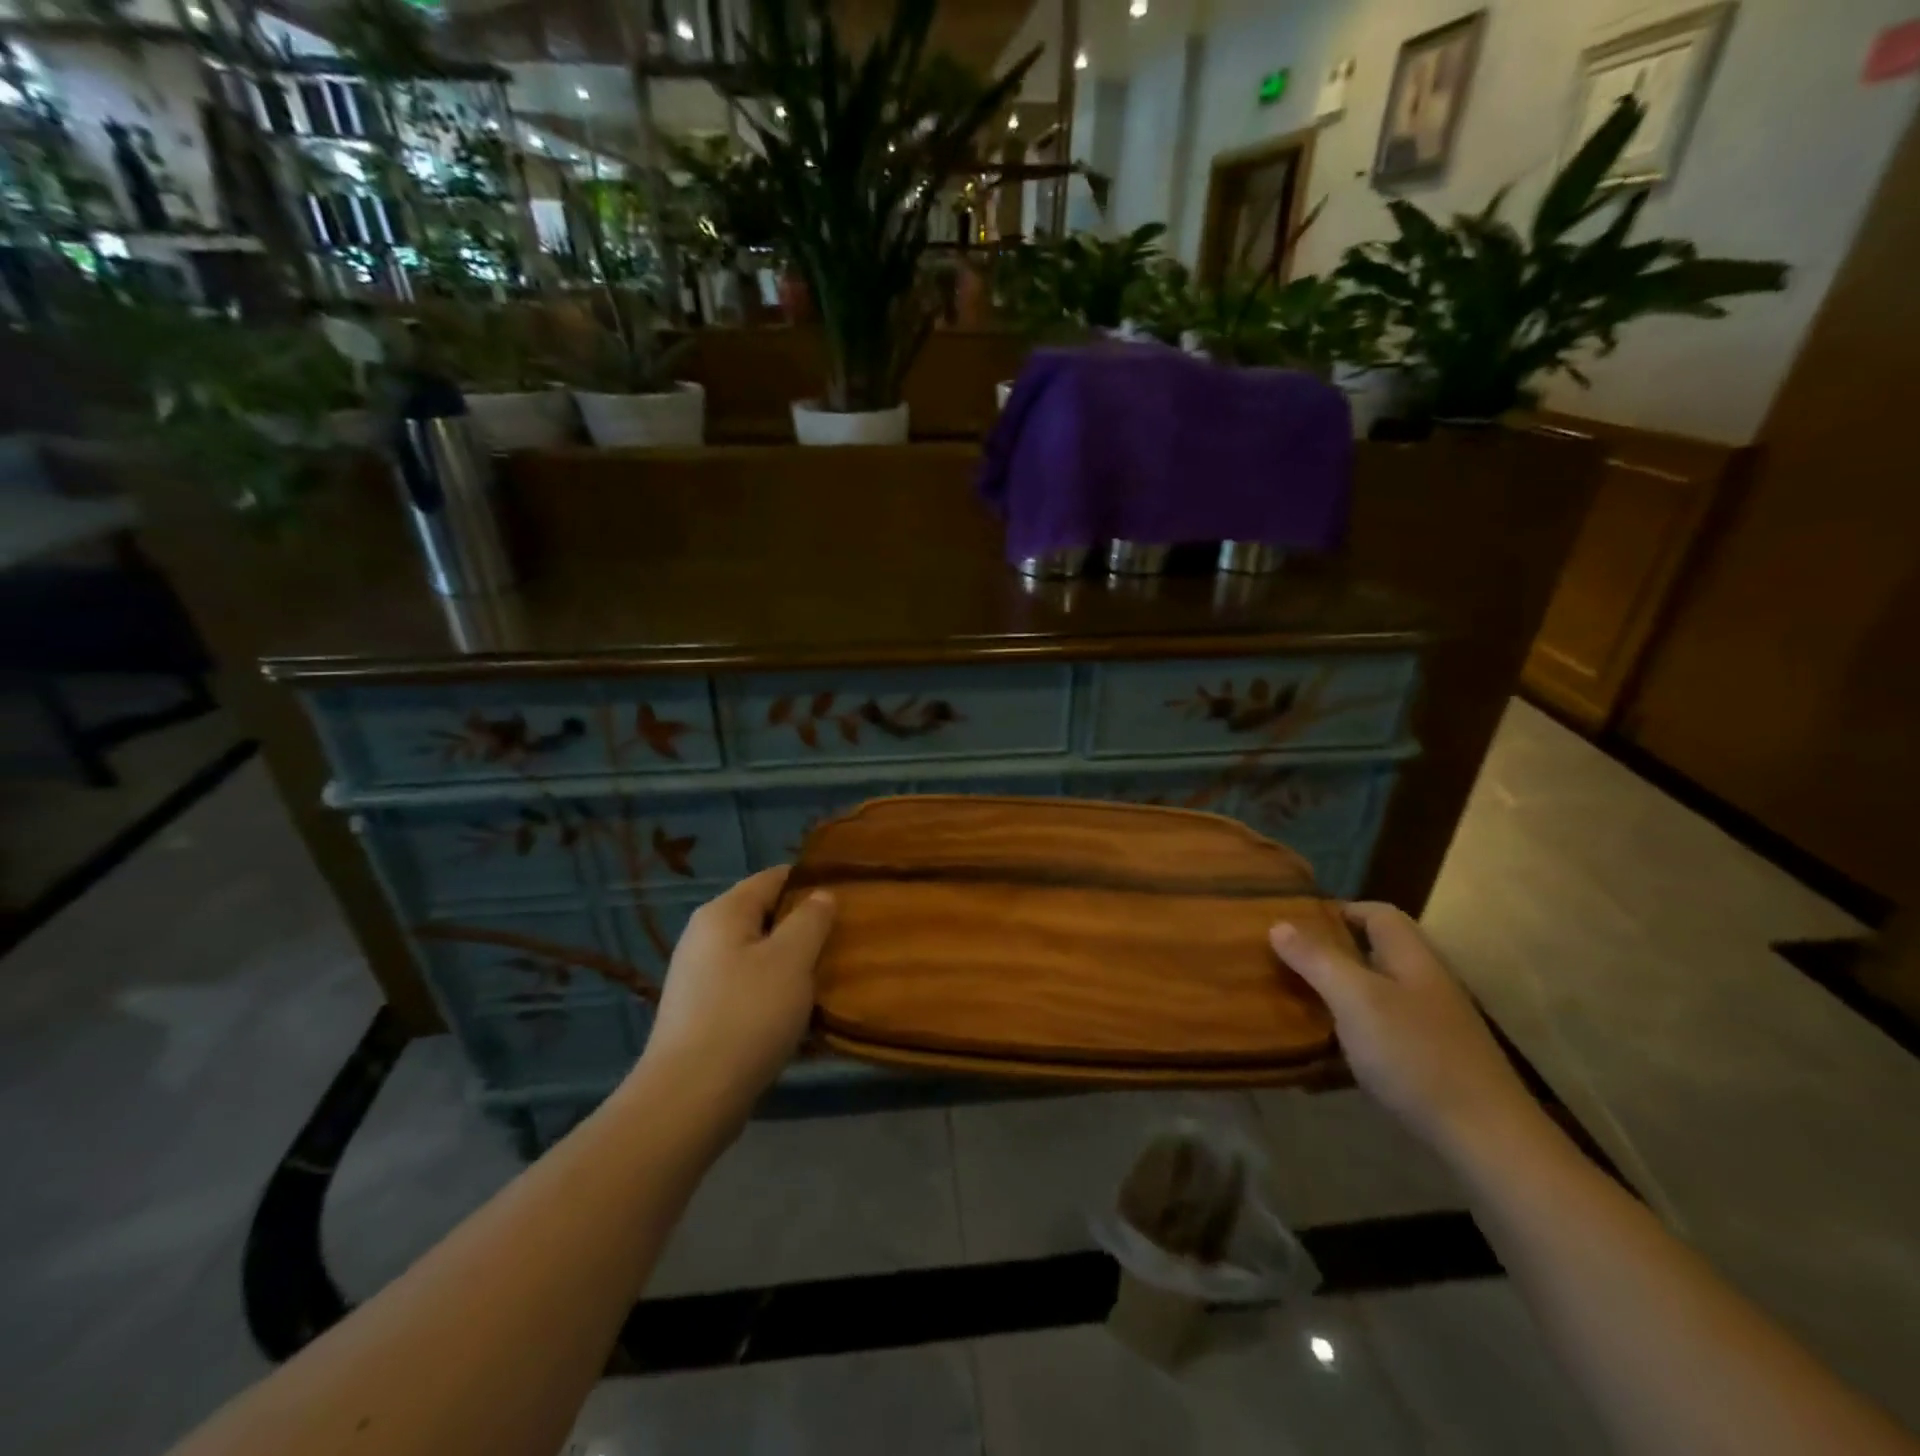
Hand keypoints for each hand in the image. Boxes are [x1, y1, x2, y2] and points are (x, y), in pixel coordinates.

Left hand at [636, 867, 836, 1126]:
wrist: (690, 1098)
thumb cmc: (747, 1015)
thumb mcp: (792, 960)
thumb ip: (811, 920)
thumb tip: (820, 894)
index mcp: (723, 912)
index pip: (774, 877)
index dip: (810, 882)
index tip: (846, 896)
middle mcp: (704, 936)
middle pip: (764, 915)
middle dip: (803, 926)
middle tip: (842, 941)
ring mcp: (698, 976)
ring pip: (757, 954)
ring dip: (790, 963)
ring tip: (825, 978)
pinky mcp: (700, 1013)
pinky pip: (746, 987)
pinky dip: (772, 992)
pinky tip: (795, 1013)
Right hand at [1270, 902, 1536, 1159]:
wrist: (1486, 1139)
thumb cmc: (1416, 1055)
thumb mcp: (1356, 999)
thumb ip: (1317, 959)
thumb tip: (1278, 923)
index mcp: (1412, 958)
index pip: (1378, 914)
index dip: (1339, 910)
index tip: (1296, 922)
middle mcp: (1424, 984)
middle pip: (1374, 954)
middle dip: (1330, 954)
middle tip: (1284, 962)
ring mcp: (1430, 1025)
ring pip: (1375, 995)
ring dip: (1337, 996)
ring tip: (1295, 1004)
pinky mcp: (1429, 1062)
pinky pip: (1380, 1034)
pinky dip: (1351, 1036)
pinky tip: (1325, 1056)